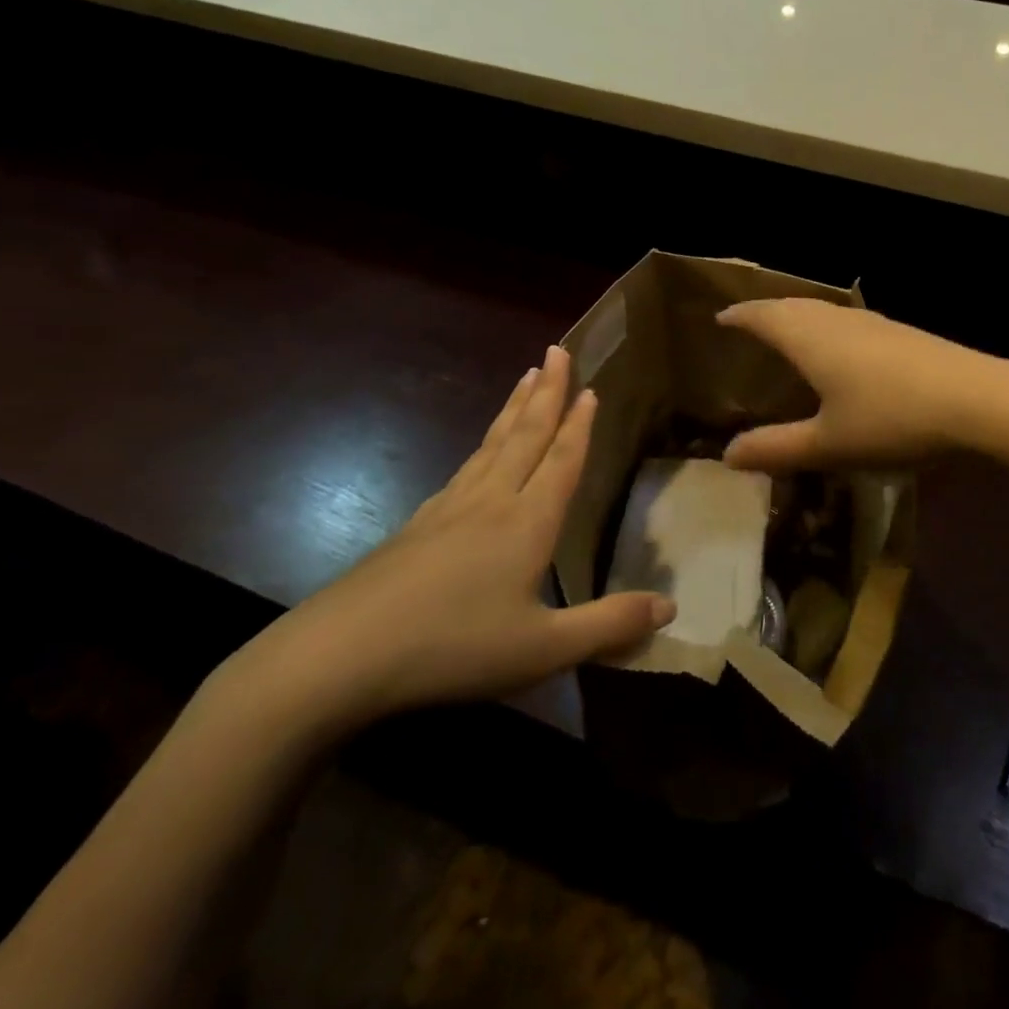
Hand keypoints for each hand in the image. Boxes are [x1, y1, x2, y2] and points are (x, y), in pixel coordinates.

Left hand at [242, 347, 673, 725]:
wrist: (336, 658)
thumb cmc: (451, 649)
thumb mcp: (542, 649)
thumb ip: (608, 626)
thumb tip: (671, 606)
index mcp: (526, 522)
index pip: (561, 460)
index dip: (579, 425)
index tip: (590, 387)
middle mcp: (490, 503)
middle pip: (525, 435)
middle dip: (547, 392)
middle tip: (557, 350)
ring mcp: (447, 511)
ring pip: (491, 445)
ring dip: (514, 409)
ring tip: (526, 378)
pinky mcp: (416, 528)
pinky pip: (462, 470)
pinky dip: (481, 446)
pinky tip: (478, 455)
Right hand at [716, 300, 992, 472]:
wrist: (977, 400)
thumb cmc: (892, 420)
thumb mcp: (829, 444)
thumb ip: (777, 448)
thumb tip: (728, 455)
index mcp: (811, 338)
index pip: (764, 316)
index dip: (740, 316)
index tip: (721, 318)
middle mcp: (839, 320)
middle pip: (793, 306)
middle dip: (767, 312)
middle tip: (749, 323)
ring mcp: (874, 323)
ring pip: (824, 311)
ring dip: (800, 317)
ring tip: (790, 333)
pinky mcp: (902, 333)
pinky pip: (848, 321)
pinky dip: (828, 328)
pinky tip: (843, 349)